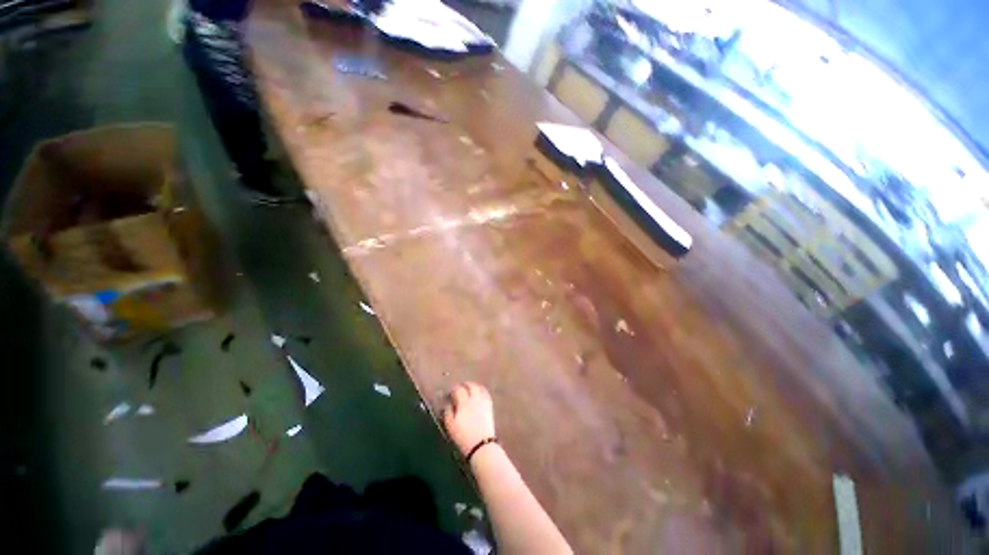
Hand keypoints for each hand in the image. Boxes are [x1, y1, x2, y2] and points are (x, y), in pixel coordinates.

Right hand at [442, 382, 495, 457]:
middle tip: (459, 387)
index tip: (449, 393)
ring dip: (472, 386)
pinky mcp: (489, 406)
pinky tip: (479, 392)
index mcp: (463, 403)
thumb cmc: (463, 437)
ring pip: (478, 388)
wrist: (481, 445)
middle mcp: (474, 399)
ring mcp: (483, 401)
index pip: (458, 390)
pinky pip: (486, 393)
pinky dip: (481, 390)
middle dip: (463, 385)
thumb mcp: (450, 425)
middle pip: (469, 386)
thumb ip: (448, 411)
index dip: (453, 389)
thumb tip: (447, 403)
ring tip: (468, 388)